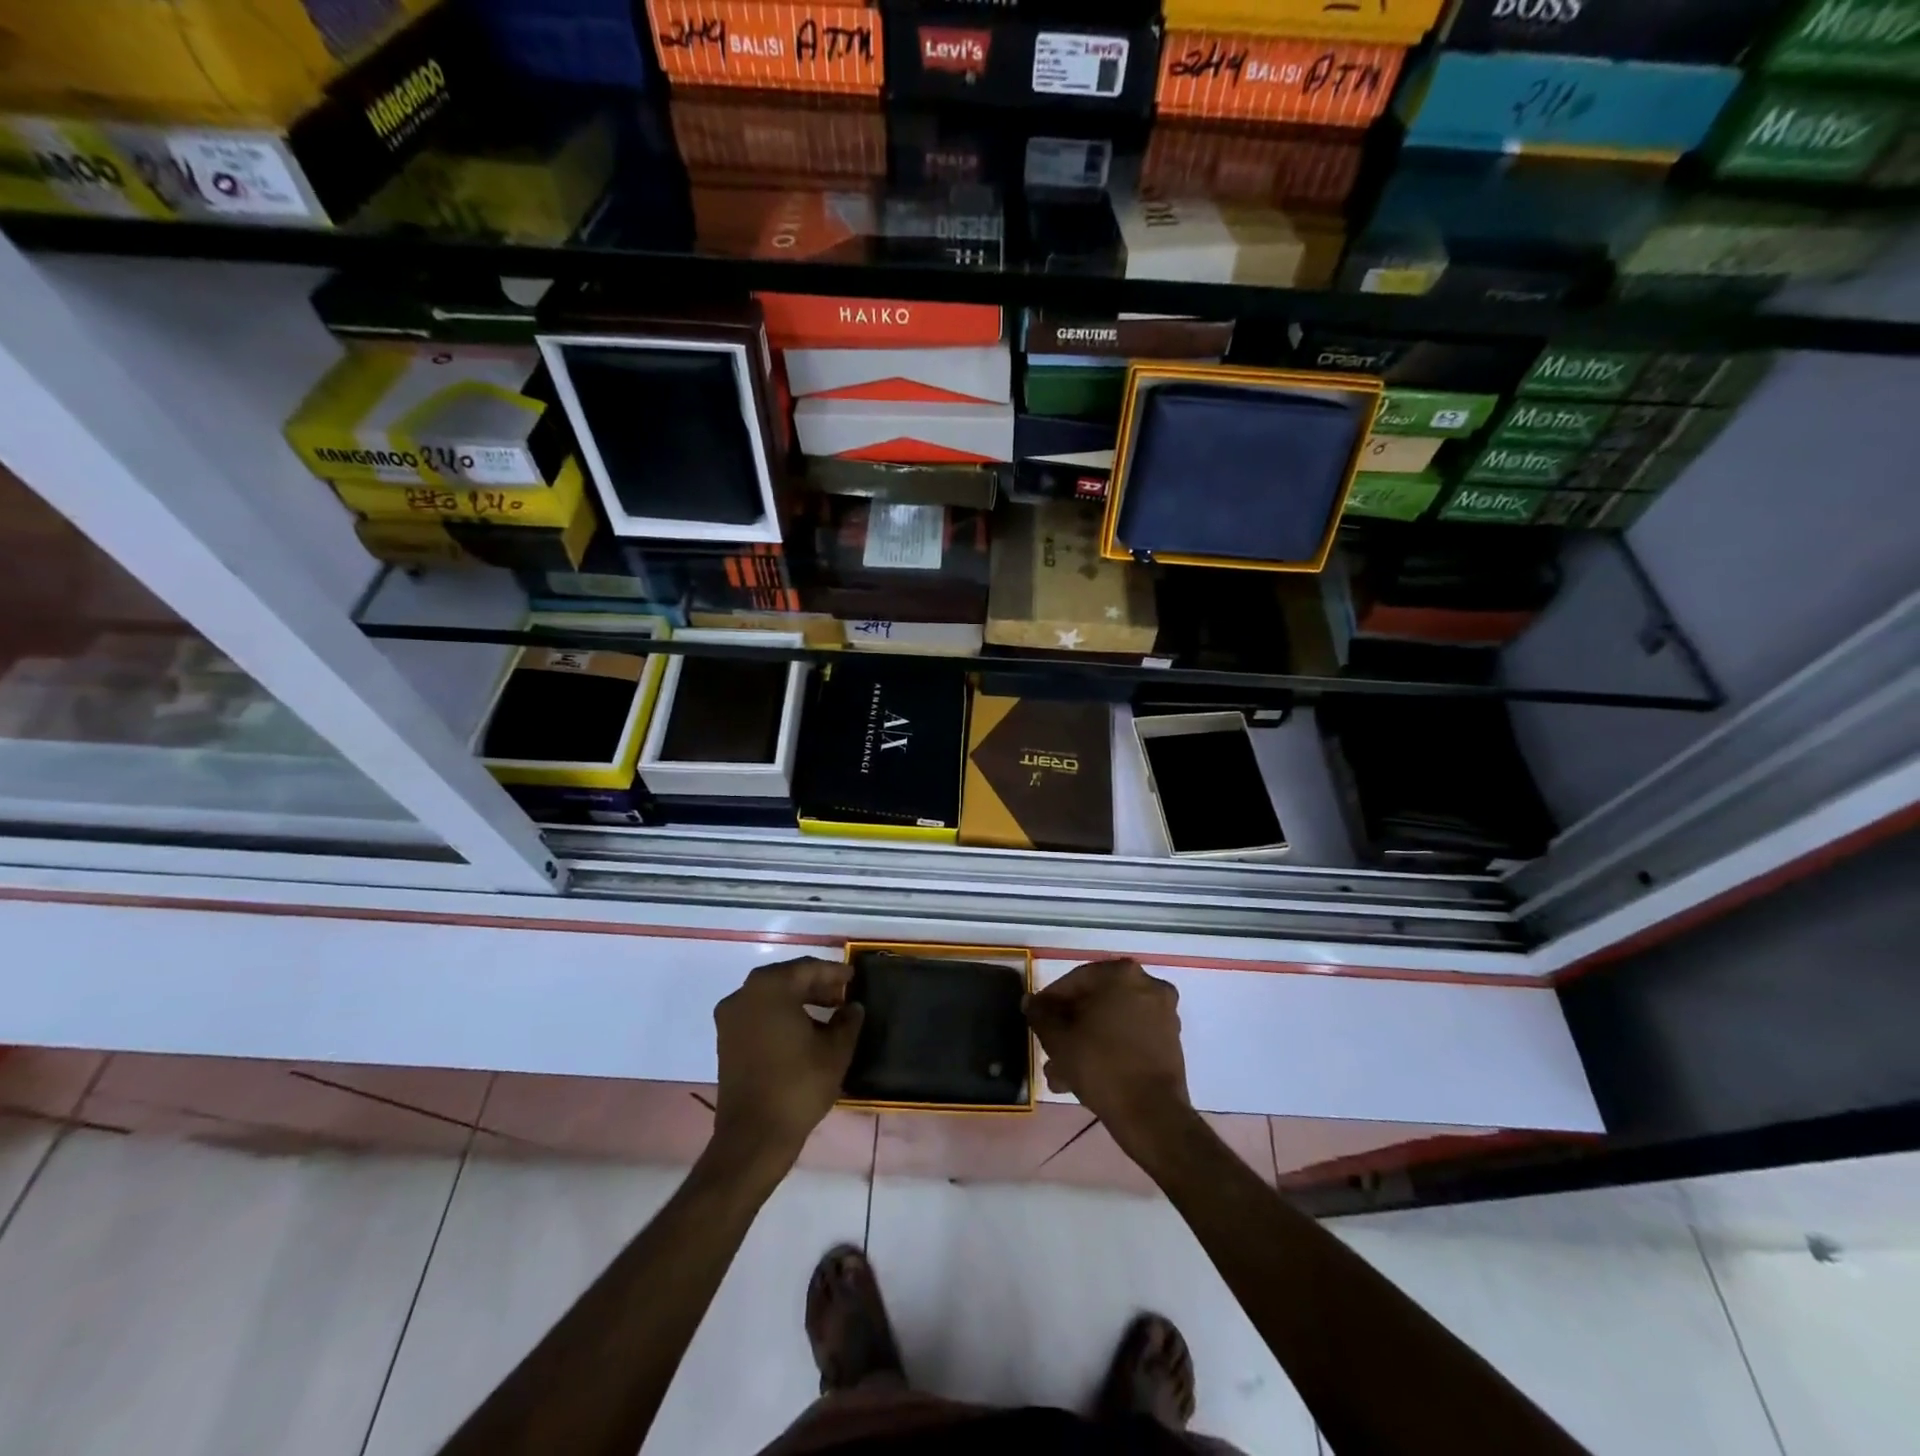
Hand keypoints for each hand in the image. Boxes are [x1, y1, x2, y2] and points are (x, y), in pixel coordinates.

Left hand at [713, 957, 864, 1169]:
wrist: (754, 1137)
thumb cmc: (798, 1085)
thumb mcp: (836, 1050)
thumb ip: (848, 1020)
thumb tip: (852, 1007)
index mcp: (770, 988)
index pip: (808, 969)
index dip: (834, 973)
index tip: (853, 978)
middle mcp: (744, 994)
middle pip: (787, 979)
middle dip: (816, 985)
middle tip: (842, 995)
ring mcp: (730, 1018)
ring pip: (771, 997)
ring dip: (798, 1000)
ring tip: (828, 1013)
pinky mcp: (726, 1041)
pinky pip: (758, 1014)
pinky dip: (781, 1015)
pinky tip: (803, 1030)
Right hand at [1024, 958, 1190, 1156]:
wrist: (1152, 1115)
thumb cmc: (1100, 1066)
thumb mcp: (1058, 1039)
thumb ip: (1040, 1014)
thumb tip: (1031, 1001)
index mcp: (1121, 974)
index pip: (1075, 981)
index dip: (1050, 1002)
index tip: (1036, 1020)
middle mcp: (1147, 984)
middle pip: (1095, 1002)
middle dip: (1069, 1027)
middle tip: (1049, 1049)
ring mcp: (1162, 1013)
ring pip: (1111, 1022)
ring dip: (1085, 1042)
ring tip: (1060, 1073)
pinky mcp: (1170, 1040)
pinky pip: (1129, 1036)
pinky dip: (1108, 1049)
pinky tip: (1084, 1076)